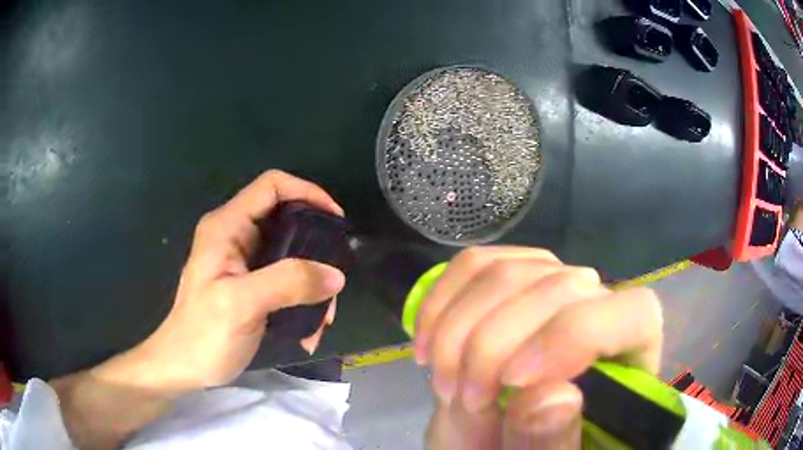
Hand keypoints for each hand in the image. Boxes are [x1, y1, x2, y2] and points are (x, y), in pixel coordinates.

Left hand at [130, 170, 346, 389]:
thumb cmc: (203, 334)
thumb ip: (288, 283)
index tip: (335, 220)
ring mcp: (243, 262)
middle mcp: (235, 236)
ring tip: (323, 318)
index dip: (307, 192)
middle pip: (287, 220)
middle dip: (316, 248)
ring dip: (312, 283)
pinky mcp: (251, 285)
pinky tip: (307, 329)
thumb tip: (335, 275)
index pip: (272, 186)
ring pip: (291, 254)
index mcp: (226, 227)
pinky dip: (302, 300)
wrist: (184, 367)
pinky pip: (286, 280)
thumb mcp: (242, 305)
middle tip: (333, 280)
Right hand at [415, 247, 662, 448]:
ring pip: (508, 271)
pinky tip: (426, 339)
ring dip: (457, 328)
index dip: (572, 336)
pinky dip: (442, 299)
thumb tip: (553, 396)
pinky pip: (475, 265)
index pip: (633, 313)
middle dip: (491, 344)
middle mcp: (600, 307)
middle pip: (560, 286)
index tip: (510, 383)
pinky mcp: (513, 280)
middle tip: (460, 398)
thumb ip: (552, 443)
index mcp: (631, 355)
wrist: (497, 438)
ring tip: (441, 379)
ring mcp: (554, 286)